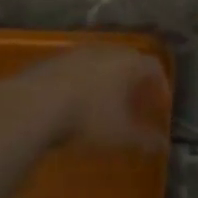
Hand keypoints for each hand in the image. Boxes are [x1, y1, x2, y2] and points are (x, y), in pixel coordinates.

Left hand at [2, 44, 170, 152]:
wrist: (33, 104)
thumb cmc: (87, 117)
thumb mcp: (120, 134)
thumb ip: (144, 139)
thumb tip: (163, 147)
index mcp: (128, 63)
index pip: (154, 67)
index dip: (160, 86)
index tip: (160, 106)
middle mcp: (106, 50)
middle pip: (129, 59)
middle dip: (135, 80)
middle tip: (136, 102)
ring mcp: (78, 52)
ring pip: (102, 61)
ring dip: (108, 79)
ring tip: (106, 102)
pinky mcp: (54, 59)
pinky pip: (79, 67)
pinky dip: (85, 81)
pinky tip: (76, 101)